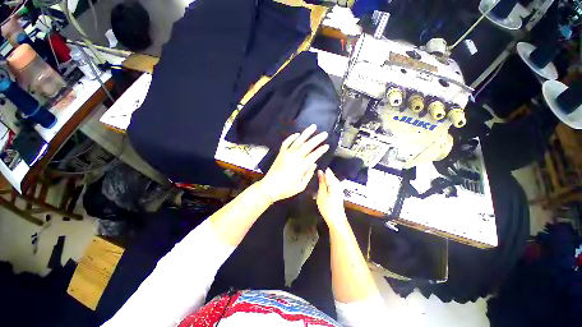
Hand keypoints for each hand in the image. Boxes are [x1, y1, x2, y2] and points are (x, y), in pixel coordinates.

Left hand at [257, 124, 329, 202]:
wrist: (269, 187)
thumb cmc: (286, 189)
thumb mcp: (301, 186)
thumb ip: (308, 174)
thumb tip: (314, 164)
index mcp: (301, 166)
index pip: (314, 155)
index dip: (321, 150)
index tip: (327, 145)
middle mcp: (295, 157)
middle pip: (308, 145)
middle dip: (317, 139)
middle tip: (324, 133)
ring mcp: (287, 154)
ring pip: (298, 141)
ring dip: (306, 133)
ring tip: (313, 127)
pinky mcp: (281, 153)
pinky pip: (286, 142)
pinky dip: (292, 137)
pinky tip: (297, 134)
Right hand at [316, 168, 346, 225]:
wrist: (336, 220)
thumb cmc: (328, 207)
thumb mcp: (322, 194)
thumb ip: (321, 182)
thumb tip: (320, 171)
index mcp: (334, 183)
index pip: (328, 171)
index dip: (321, 169)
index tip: (313, 169)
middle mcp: (337, 184)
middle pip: (329, 175)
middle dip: (321, 174)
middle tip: (312, 175)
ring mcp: (338, 188)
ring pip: (329, 180)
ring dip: (322, 180)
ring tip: (314, 181)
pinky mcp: (337, 193)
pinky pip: (330, 185)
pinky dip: (324, 185)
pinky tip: (319, 188)